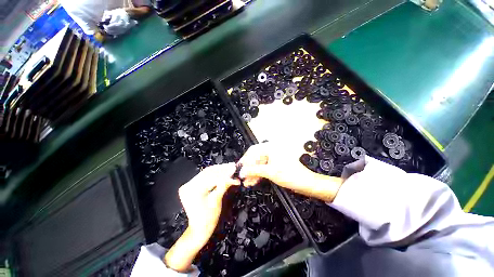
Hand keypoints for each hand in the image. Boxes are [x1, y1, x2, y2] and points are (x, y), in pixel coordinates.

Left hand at [164, 163, 239, 271]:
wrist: (200, 228)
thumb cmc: (208, 218)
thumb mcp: (216, 201)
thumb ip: (223, 186)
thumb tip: (233, 176)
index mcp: (191, 191)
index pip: (211, 178)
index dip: (224, 174)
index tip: (235, 170)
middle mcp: (188, 185)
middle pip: (208, 172)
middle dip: (222, 169)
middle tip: (233, 166)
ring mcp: (189, 184)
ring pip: (207, 172)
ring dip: (219, 169)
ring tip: (230, 166)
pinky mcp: (192, 184)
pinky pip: (205, 176)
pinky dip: (215, 173)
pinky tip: (223, 170)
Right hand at [239, 143, 342, 202]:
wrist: (305, 183)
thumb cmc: (290, 175)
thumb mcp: (270, 172)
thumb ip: (254, 170)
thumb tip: (242, 171)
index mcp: (270, 148)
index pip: (253, 151)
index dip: (245, 160)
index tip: (239, 169)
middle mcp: (271, 151)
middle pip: (255, 158)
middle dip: (248, 169)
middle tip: (242, 178)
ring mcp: (272, 158)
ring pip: (258, 164)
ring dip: (252, 173)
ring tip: (246, 183)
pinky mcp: (274, 165)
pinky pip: (263, 168)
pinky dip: (258, 175)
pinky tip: (253, 181)